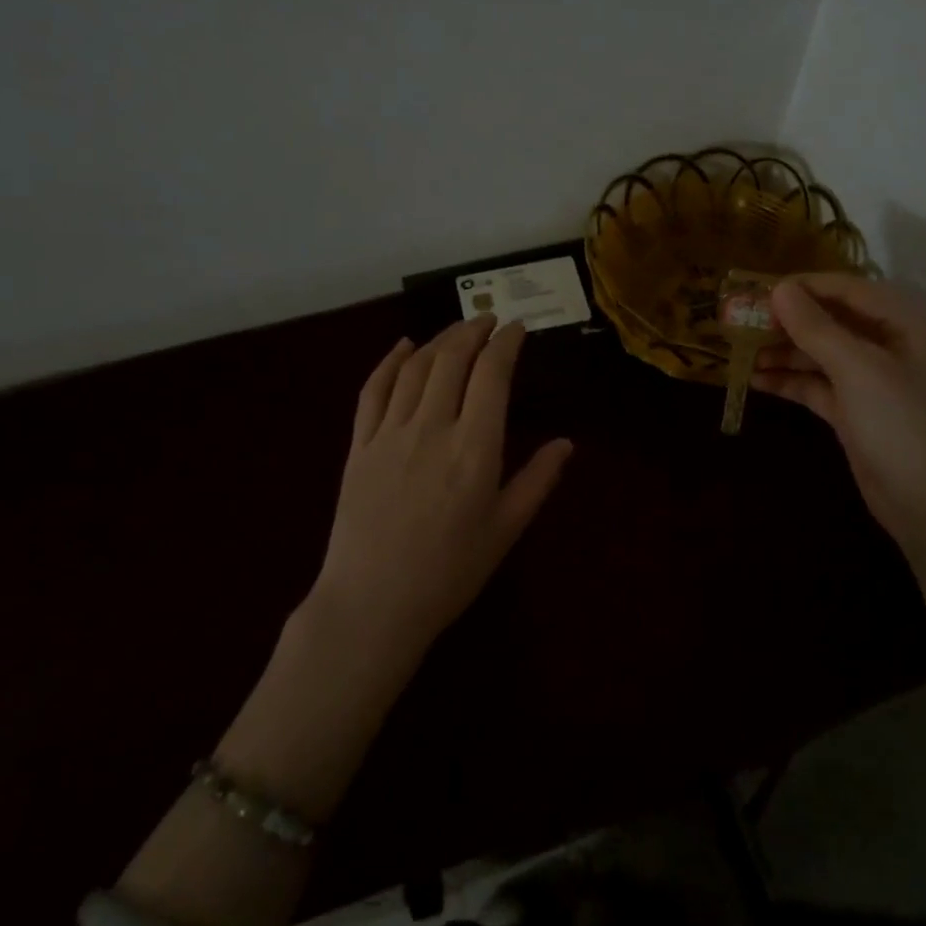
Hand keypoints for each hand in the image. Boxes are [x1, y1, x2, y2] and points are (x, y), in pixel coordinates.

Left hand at [308, 316, 573, 667]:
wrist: (372, 605)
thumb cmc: (448, 573)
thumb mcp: (505, 531)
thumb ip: (537, 481)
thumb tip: (566, 443)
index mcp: (474, 449)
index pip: (492, 375)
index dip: (506, 343)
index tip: (518, 328)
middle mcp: (432, 429)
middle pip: (452, 359)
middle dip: (472, 330)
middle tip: (488, 320)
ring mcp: (390, 434)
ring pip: (415, 367)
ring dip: (438, 340)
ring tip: (457, 331)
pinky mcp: (359, 446)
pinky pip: (373, 390)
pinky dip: (389, 361)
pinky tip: (402, 347)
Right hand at [756, 274, 925, 550]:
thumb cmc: (904, 426)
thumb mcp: (859, 370)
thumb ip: (817, 328)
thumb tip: (780, 288)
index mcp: (905, 326)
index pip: (849, 290)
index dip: (805, 286)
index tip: (758, 288)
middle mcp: (890, 348)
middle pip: (833, 321)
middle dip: (789, 320)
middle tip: (742, 320)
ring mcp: (873, 384)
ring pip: (821, 355)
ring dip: (784, 351)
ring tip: (741, 351)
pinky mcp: (856, 414)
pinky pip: (818, 387)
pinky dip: (790, 381)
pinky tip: (756, 380)